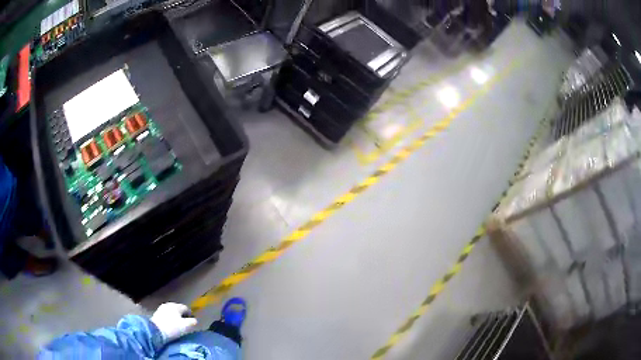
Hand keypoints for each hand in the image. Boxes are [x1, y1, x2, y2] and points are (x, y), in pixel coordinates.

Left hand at [150, 302, 197, 341]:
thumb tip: (195, 320)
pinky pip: (166, 315)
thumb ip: (193, 322)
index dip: (190, 315)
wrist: (155, 331)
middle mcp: (168, 305)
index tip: (192, 322)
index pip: (186, 308)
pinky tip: (170, 325)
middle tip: (185, 324)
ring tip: (177, 325)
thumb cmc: (173, 328)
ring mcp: (161, 308)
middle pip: (178, 309)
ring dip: (175, 317)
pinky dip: (169, 319)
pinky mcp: (156, 314)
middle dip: (182, 315)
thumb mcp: (186, 326)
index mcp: (176, 306)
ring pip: (171, 312)